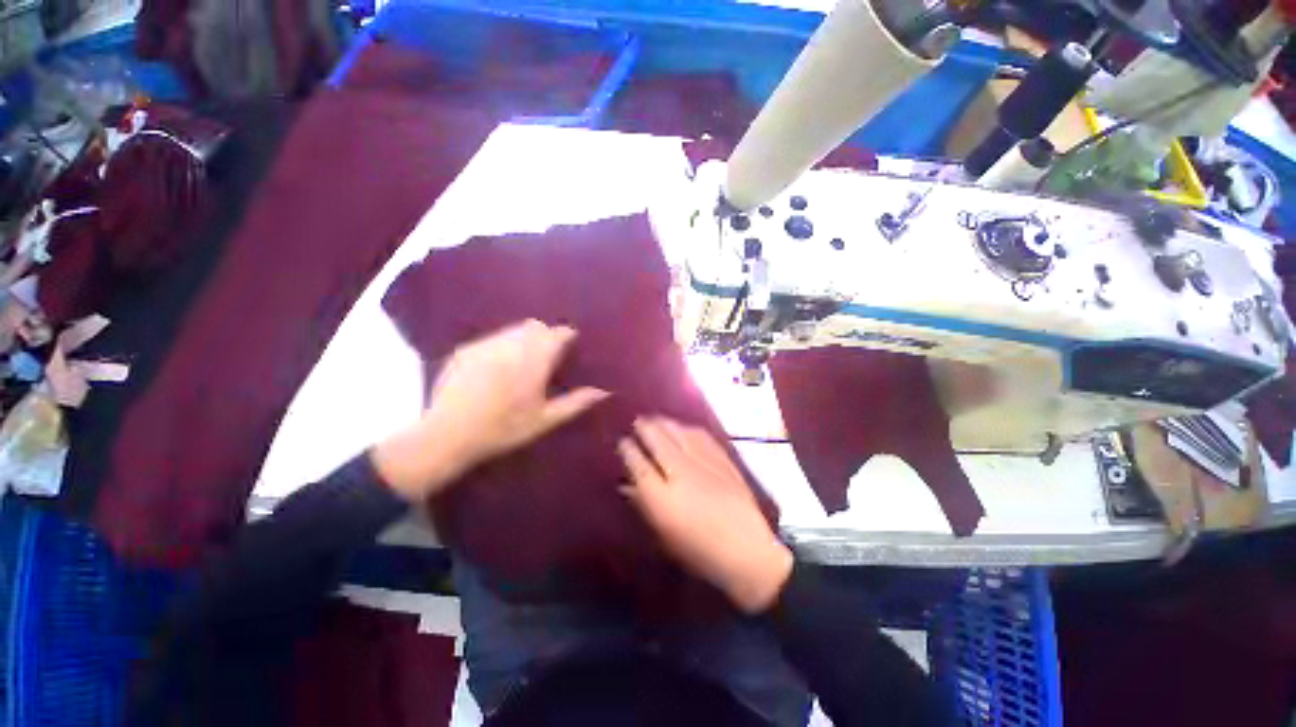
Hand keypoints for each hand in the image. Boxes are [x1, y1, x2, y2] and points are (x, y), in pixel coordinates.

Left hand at [373, 319, 608, 500]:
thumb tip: (604, 391)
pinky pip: (491, 338)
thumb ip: (576, 402)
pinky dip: (502, 345)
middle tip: (548, 354)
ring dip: (524, 338)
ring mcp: (485, 345)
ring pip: (512, 329)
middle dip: (545, 334)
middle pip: (535, 326)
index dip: (566, 335)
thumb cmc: (503, 430)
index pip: (556, 334)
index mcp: (533, 361)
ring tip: (524, 359)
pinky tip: (498, 366)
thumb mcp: (544, 420)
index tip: (571, 344)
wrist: (447, 436)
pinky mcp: (466, 350)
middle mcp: (510, 346)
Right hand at [619, 417, 793, 614]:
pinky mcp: (724, 461)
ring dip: (665, 423)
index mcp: (662, 499)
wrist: (748, 553)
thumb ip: (644, 505)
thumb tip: (627, 485)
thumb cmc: (699, 553)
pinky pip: (702, 437)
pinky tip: (684, 427)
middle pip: (658, 442)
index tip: (622, 441)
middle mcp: (681, 475)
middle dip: (645, 428)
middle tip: (637, 421)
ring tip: (656, 418)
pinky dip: (689, 429)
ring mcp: (705, 464)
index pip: (639, 465)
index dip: (628, 450)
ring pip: (679, 434)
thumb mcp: (664, 536)